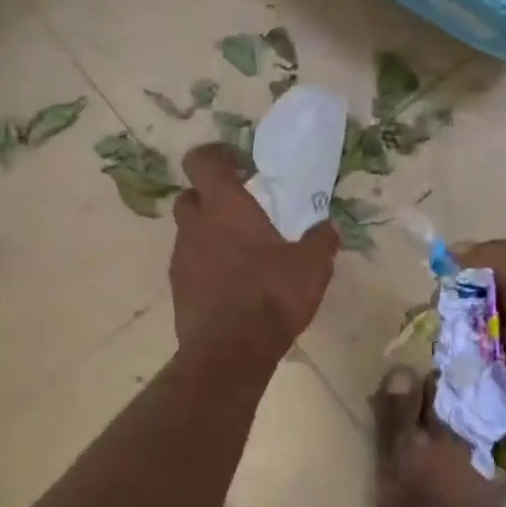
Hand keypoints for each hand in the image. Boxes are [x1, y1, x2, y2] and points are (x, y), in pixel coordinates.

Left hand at [170, 145, 339, 357]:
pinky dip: (206, 263)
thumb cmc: (271, 295)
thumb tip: (327, 228)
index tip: (241, 165)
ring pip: (189, 231)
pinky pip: (190, 263)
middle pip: (191, 195)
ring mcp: (181, 258)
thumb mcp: (312, 266)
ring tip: (242, 251)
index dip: (217, 155)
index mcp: (225, 207)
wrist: (230, 351)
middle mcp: (196, 225)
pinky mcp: (178, 288)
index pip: (202, 161)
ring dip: (209, 232)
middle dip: (211, 196)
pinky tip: (233, 281)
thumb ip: (321, 241)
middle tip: (241, 209)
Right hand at [458, 240, 505, 506]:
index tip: (450, 286)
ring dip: (453, 353)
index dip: (475, 281)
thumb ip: (500, 265)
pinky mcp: (496, 408)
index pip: (504, 284)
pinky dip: (452, 383)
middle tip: (447, 328)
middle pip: (480, 316)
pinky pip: (462, 385)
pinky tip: (447, 382)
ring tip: (449, 359)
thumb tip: (455, 249)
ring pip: (467, 350)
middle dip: (458, 320)